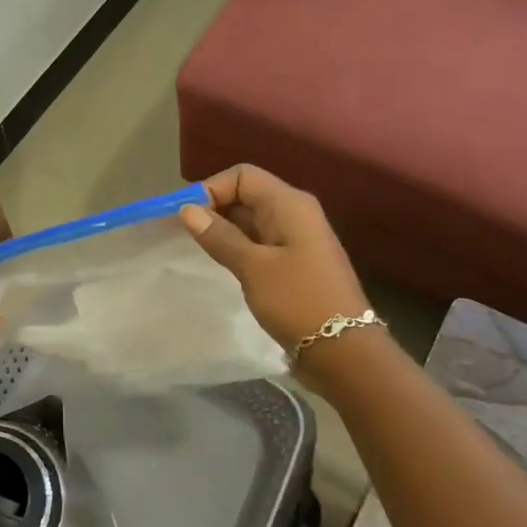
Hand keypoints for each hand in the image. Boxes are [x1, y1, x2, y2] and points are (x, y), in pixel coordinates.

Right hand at [178, 165, 370, 354]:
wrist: (344, 351)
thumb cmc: (298, 301)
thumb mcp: (253, 267)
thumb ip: (220, 236)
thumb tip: (188, 209)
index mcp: (289, 204)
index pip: (242, 176)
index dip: (211, 189)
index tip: (184, 217)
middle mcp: (294, 214)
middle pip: (247, 195)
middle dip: (214, 209)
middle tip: (183, 236)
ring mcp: (296, 240)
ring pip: (251, 221)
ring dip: (224, 231)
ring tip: (197, 251)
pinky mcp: (294, 264)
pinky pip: (259, 243)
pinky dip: (238, 248)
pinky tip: (222, 265)